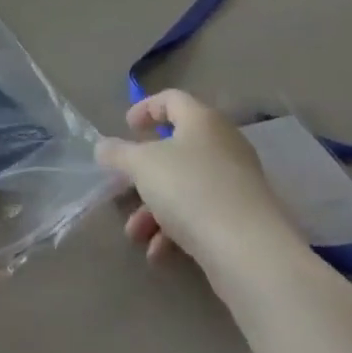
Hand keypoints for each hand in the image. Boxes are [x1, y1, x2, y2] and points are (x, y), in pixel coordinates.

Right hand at [95, 90, 300, 271]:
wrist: (248, 251)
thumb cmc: (190, 189)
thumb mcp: (142, 166)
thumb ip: (119, 153)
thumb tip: (103, 146)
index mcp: (202, 120)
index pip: (172, 99)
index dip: (146, 108)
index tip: (126, 126)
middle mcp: (223, 144)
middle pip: (177, 148)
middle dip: (145, 172)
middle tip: (125, 185)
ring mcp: (236, 182)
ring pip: (186, 185)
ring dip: (155, 207)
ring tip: (135, 234)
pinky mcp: (242, 218)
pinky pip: (202, 213)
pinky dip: (176, 228)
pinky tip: (158, 253)